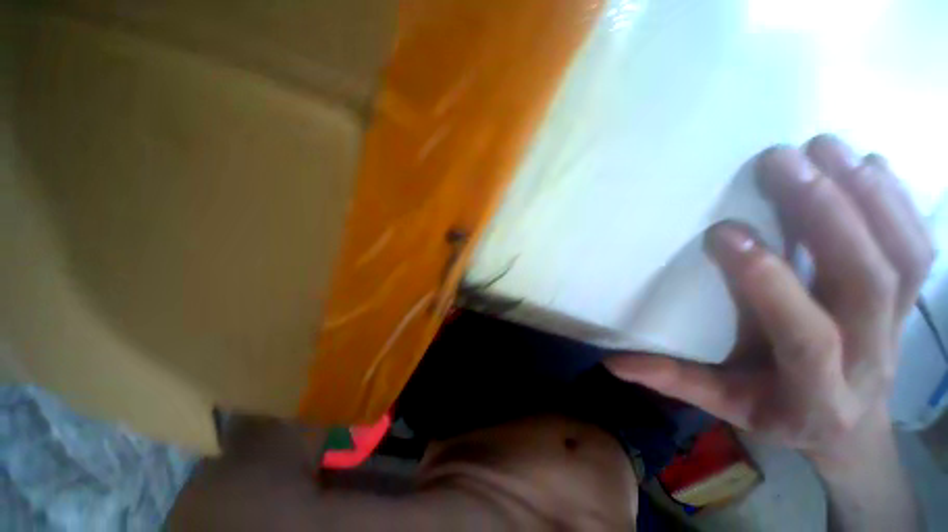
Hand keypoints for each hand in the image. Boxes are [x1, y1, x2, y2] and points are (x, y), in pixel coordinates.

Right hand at [606, 135, 933, 457]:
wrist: (849, 428)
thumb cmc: (778, 412)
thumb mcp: (724, 405)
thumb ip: (674, 381)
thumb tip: (614, 362)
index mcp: (815, 391)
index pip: (804, 335)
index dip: (768, 282)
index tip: (725, 231)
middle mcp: (868, 355)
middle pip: (864, 281)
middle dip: (827, 215)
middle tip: (783, 161)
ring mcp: (898, 325)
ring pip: (900, 257)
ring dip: (867, 196)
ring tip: (826, 148)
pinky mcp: (908, 301)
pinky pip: (918, 248)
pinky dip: (898, 202)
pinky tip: (870, 166)